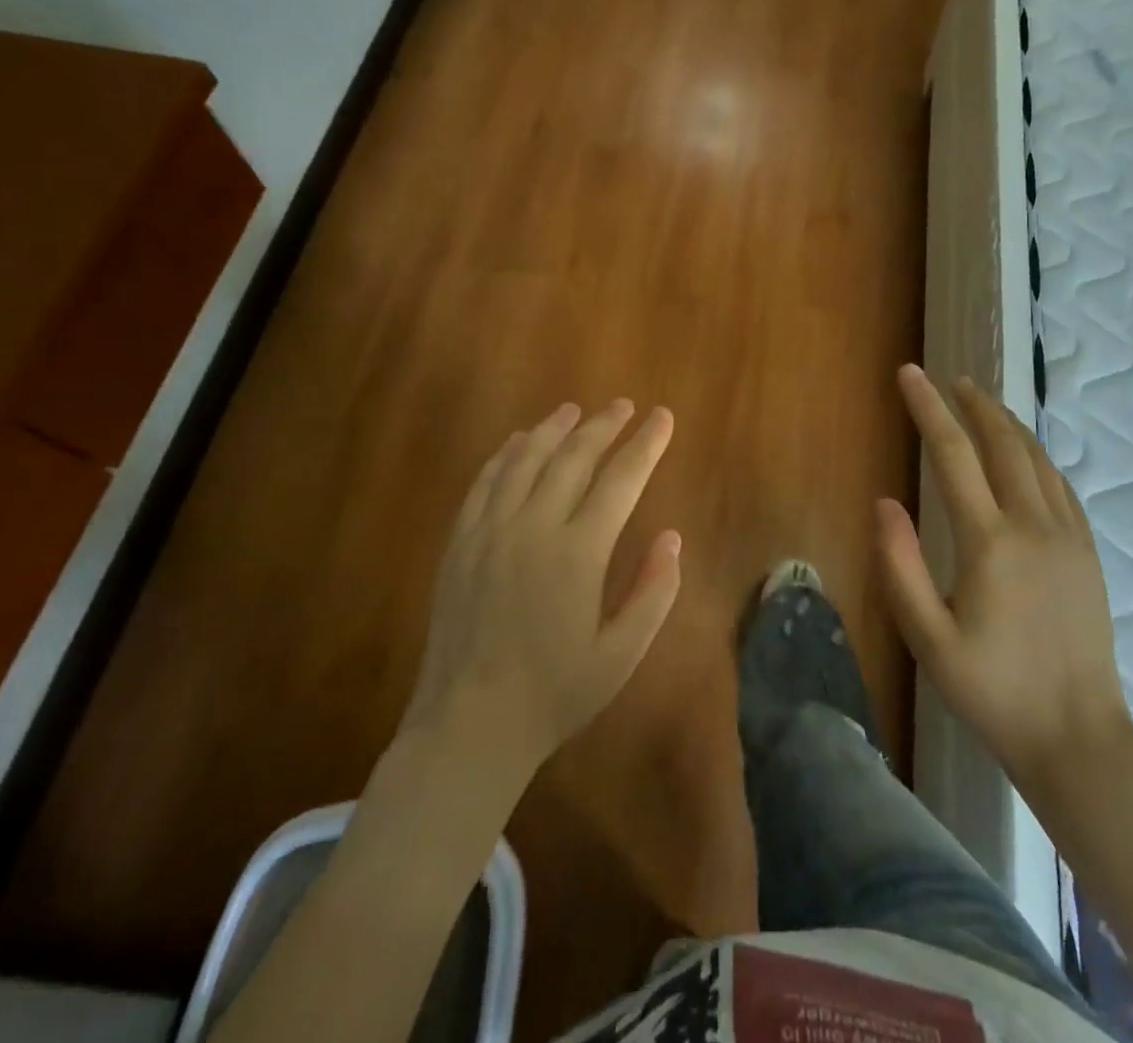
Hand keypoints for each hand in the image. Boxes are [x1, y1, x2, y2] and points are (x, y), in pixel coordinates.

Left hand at [402, 400, 681, 773]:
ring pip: (526, 460)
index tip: (662, 418)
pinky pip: (485, 482)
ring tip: (574, 410)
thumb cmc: (555, 694)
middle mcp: (534, 528)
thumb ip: (653, 593)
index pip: (621, 479)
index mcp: (578, 553)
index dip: (645, 444)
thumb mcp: (621, 655)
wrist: (469, 726)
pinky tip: (518, 441)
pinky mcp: (461, 543)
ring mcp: (491, 531)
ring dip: (553, 429)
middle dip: (603, 426)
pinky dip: (506, 454)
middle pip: (573, 458)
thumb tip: (672, 537)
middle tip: (624, 405)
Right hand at [877, 365, 1131, 776]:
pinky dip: (1037, 455)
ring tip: (982, 403)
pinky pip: (1061, 485)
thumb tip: (884, 502)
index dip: (928, 409)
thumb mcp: (928, 639)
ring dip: (1006, 423)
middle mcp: (1034, 525)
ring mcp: (1068, 537)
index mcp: (990, 542)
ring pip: (1037, 458)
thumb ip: (900, 567)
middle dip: (973, 403)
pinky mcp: (1088, 553)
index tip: (909, 374)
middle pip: (1002, 442)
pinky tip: (1026, 454)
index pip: (953, 455)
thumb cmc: (992, 691)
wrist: (1077, 738)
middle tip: (949, 379)